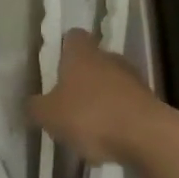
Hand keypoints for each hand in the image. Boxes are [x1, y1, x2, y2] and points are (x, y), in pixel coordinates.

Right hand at [28, 29, 166, 165]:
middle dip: (81, 79)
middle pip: (91, 60)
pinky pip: (125, 103)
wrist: (145, 134)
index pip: (72, 36)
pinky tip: (109, 141)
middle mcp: (107, 55)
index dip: (63, 49)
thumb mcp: (50, 115)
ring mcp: (130, 76)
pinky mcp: (147, 98)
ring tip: (88, 129)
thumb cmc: (91, 115)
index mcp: (81, 52)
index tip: (55, 69)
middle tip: (67, 104)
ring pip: (109, 82)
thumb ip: (36, 107)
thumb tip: (31, 102)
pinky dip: (116, 117)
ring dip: (100, 99)